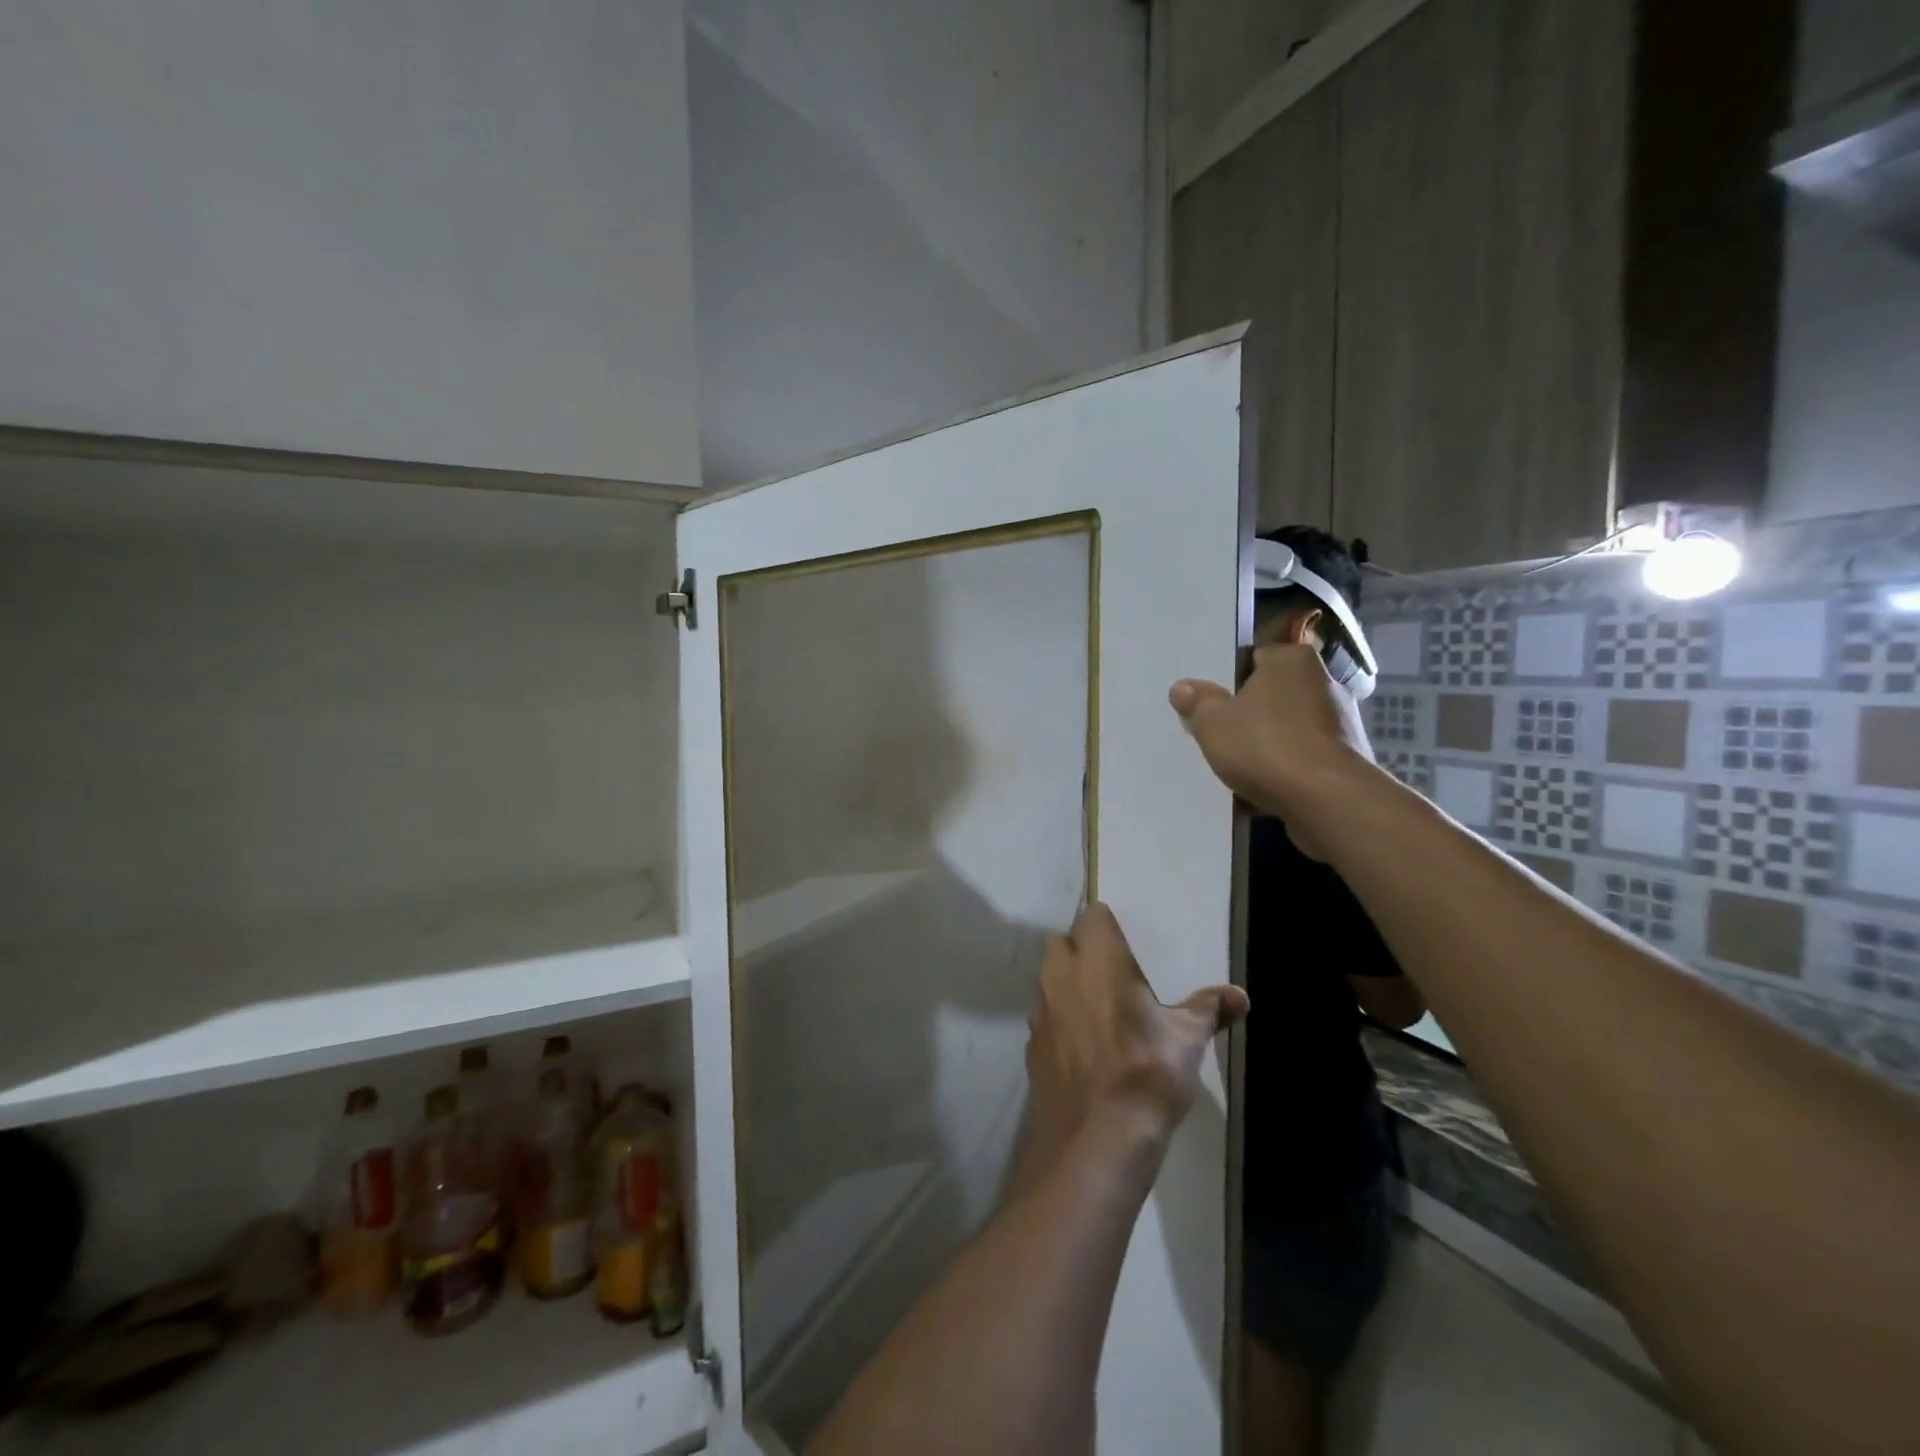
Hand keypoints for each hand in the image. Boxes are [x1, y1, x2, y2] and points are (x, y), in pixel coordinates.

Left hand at [1021, 904, 1248, 1181]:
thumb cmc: (1146, 1074)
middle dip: (1084, 950)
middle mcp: (1060, 975)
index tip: (1128, 943)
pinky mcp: (1032, 1044)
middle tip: (1116, 974)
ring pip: (1049, 978)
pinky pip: (1045, 1016)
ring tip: (1102, 1009)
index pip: (1092, 916)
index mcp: (1097, 960)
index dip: (1108, 925)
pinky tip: (1085, 1046)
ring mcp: (1040, 1010)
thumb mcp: (1187, 1040)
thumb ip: (1209, 1009)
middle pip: (1064, 942)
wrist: (1096, 1141)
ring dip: (1069, 983)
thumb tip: (1240, 995)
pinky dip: (1060, 1020)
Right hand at [1168, 644, 1374, 820]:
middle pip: (1272, 693)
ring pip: (1288, 727)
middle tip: (1218, 731)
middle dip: (1249, 712)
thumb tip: (1183, 687)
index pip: (1253, 658)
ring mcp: (1341, 721)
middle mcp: (1322, 681)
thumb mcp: (1212, 722)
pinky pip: (1304, 756)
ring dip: (1268, 742)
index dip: (1228, 679)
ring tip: (1238, 764)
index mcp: (1291, 660)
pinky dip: (1286, 767)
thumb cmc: (1265, 746)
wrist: (1326, 799)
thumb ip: (1197, 701)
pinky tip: (1263, 786)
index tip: (1209, 701)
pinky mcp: (1348, 757)